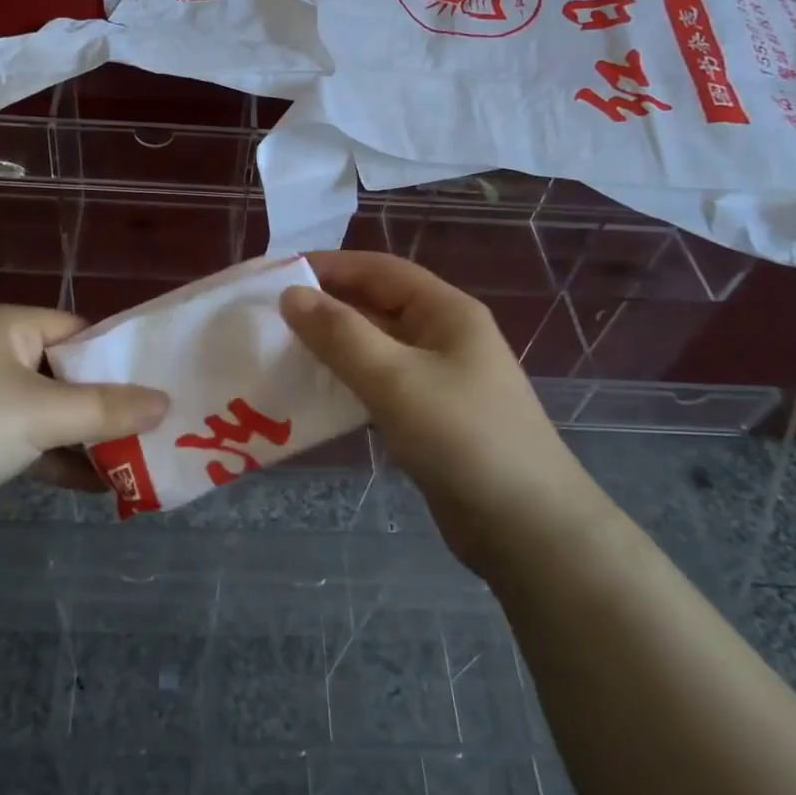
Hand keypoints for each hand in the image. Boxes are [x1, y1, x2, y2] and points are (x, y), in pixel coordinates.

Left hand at [0, 306, 168, 545]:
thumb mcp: (41, 414)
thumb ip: (107, 409)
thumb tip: (166, 403)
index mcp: (7, 327)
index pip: (78, 331)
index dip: (118, 358)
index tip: (159, 386)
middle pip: (67, 373)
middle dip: (108, 404)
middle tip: (157, 427)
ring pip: (51, 412)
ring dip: (88, 438)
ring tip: (141, 460)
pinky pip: (30, 442)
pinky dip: (61, 460)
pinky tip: (102, 485)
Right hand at [279, 251, 597, 570]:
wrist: (526, 527)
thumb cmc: (463, 437)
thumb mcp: (395, 378)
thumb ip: (340, 334)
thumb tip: (291, 295)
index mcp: (446, 311)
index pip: (379, 269)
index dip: (328, 267)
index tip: (276, 275)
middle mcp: (443, 336)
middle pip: (376, 307)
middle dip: (325, 308)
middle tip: (268, 318)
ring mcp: (439, 379)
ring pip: (375, 349)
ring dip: (332, 349)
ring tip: (280, 354)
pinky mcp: (430, 418)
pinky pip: (380, 386)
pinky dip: (347, 385)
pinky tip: (313, 398)